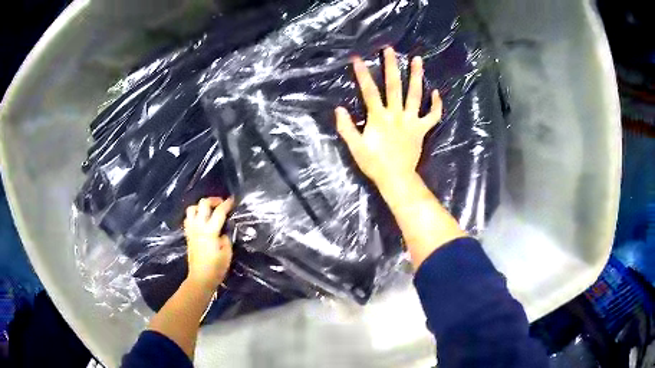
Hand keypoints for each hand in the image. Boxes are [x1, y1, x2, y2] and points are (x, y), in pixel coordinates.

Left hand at [183, 197, 233, 289]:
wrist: (200, 278)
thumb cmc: (216, 268)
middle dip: (212, 200)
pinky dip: (194, 215)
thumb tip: (223, 232)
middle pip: (202, 204)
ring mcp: (191, 230)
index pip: (219, 212)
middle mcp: (199, 227)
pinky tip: (201, 220)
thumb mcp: (227, 253)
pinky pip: (188, 219)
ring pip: (191, 209)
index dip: (226, 204)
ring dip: (200, 206)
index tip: (232, 200)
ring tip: (209, 211)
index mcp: (210, 231)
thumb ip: (225, 239)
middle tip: (220, 204)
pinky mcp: (188, 235)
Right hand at [335, 47, 441, 185]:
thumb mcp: (355, 148)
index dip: (362, 75)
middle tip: (390, 49)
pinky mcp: (421, 129)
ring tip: (418, 59)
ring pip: (415, 95)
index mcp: (379, 118)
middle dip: (391, 66)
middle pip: (394, 86)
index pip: (369, 92)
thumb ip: (346, 128)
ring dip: (417, 76)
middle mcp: (396, 115)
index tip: (357, 59)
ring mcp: (411, 121)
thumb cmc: (374, 164)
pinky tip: (436, 92)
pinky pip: (432, 116)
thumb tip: (339, 109)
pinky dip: (436, 105)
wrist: (396, 178)